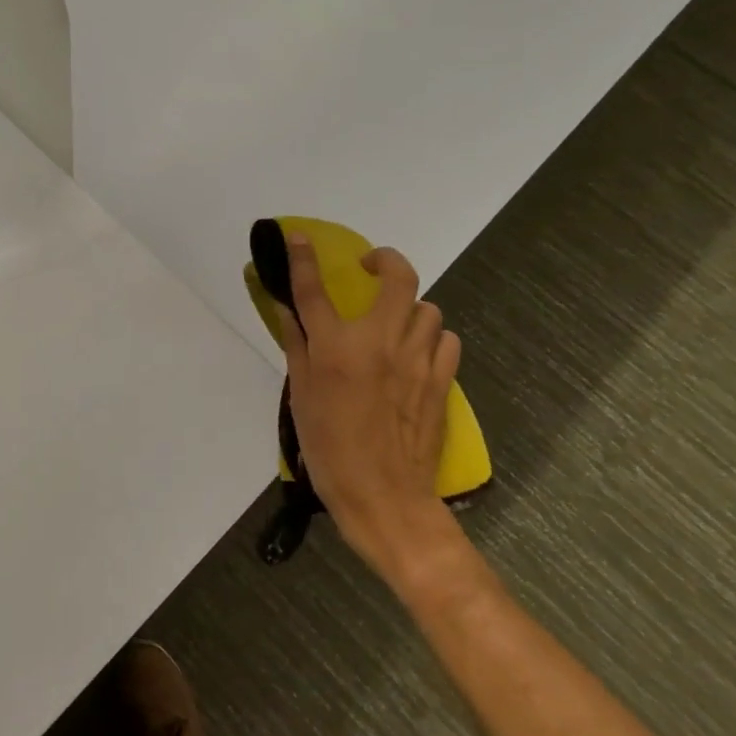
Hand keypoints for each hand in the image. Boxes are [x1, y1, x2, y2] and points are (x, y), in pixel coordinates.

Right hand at [276, 234, 462, 571]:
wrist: (384, 497)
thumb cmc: (330, 449)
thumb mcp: (301, 397)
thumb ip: (297, 347)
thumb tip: (288, 311)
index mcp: (336, 348)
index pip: (315, 290)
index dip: (304, 259)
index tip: (299, 239)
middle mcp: (380, 342)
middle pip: (398, 278)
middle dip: (386, 260)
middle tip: (371, 268)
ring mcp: (417, 359)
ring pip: (428, 308)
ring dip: (409, 308)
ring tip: (394, 324)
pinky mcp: (442, 380)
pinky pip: (446, 340)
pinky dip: (431, 338)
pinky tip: (416, 353)